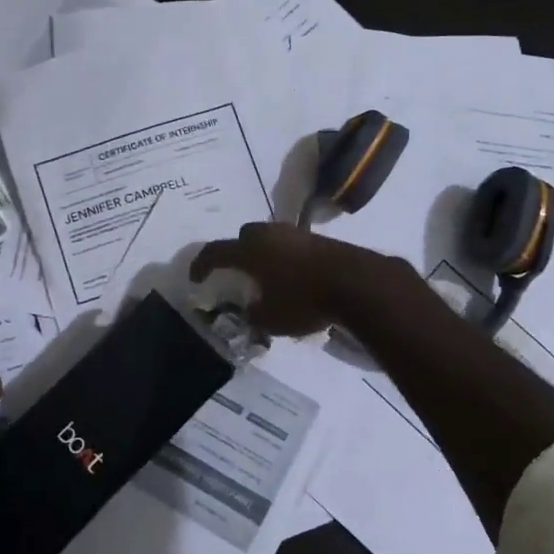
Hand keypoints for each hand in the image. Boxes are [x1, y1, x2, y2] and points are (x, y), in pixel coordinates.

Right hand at [189, 221, 398, 336]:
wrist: (357, 283)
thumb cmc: (305, 300)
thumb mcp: (271, 319)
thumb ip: (252, 314)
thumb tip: (248, 310)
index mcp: (250, 251)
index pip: (215, 251)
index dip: (201, 264)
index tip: (195, 278)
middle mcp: (270, 235)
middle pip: (244, 235)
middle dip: (237, 252)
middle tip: (238, 272)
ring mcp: (296, 234)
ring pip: (270, 238)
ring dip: (264, 254)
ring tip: (267, 277)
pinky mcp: (319, 239)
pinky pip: (291, 245)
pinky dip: (285, 258)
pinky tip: (292, 277)